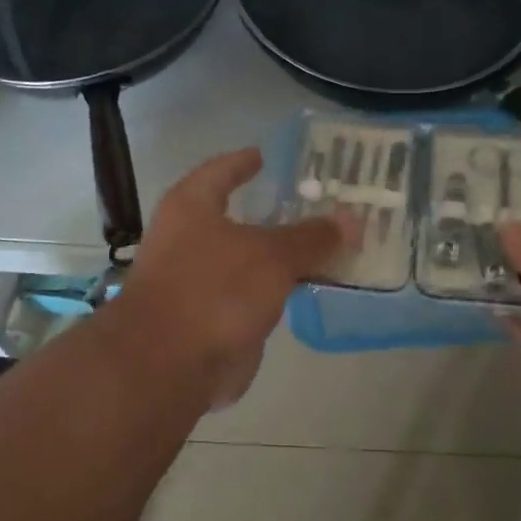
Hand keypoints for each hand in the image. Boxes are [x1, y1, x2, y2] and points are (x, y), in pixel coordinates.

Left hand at [120, 149, 352, 408]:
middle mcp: (187, 239)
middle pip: (237, 218)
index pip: (220, 171)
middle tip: (314, 205)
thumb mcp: (272, 256)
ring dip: (278, 257)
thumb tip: (351, 221)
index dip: (243, 162)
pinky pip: (249, 295)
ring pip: (247, 260)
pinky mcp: (206, 318)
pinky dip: (274, 290)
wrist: (168, 365)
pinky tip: (304, 288)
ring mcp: (194, 281)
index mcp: (191, 207)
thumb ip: (311, 237)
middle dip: (274, 214)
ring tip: (320, 247)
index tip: (264, 155)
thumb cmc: (214, 289)